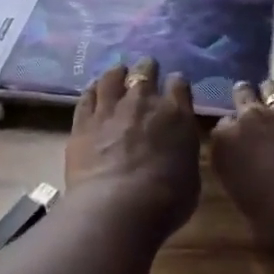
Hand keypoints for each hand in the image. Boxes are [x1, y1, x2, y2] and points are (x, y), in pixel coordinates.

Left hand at [64, 59, 201, 243]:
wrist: (118, 205)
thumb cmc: (166, 199)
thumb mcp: (190, 175)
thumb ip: (182, 151)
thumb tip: (175, 145)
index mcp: (176, 114)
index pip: (179, 85)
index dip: (177, 83)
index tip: (175, 84)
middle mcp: (142, 102)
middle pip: (144, 72)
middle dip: (146, 69)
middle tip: (145, 69)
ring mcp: (109, 109)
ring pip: (111, 78)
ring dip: (116, 73)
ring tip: (117, 71)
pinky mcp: (83, 121)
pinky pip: (86, 97)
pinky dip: (91, 91)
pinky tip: (92, 89)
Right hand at [210, 70, 273, 251]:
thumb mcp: (239, 196)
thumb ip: (233, 166)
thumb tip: (237, 156)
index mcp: (224, 140)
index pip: (221, 124)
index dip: (230, 132)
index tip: (236, 142)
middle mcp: (249, 117)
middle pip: (241, 95)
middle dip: (245, 101)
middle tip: (253, 114)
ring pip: (272, 86)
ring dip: (272, 93)